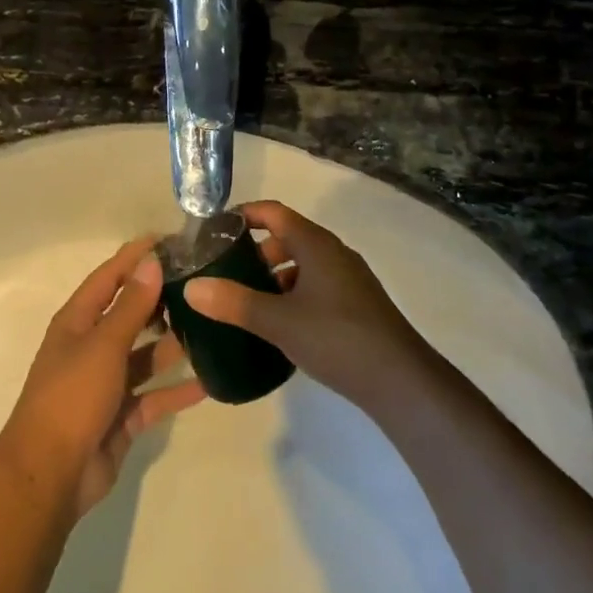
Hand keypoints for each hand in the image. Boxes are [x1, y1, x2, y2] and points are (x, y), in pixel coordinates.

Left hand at [0, 240, 204, 515]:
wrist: (49, 476)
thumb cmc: (71, 396)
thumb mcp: (103, 345)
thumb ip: (131, 305)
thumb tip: (151, 261)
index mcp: (78, 322)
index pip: (109, 278)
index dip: (135, 257)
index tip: (169, 240)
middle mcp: (91, 347)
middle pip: (130, 315)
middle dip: (160, 300)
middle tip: (201, 284)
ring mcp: (106, 384)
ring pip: (145, 356)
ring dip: (173, 344)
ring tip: (211, 327)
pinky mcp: (122, 417)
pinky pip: (155, 397)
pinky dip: (177, 391)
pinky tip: (210, 382)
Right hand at [183, 201, 432, 412]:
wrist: (401, 381)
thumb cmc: (337, 339)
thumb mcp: (279, 321)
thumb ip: (235, 302)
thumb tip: (192, 287)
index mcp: (316, 244)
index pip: (274, 212)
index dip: (244, 214)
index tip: (215, 228)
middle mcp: (334, 253)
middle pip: (288, 236)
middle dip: (257, 250)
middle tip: (227, 271)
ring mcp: (349, 279)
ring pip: (304, 264)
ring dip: (276, 275)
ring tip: (249, 302)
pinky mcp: (357, 305)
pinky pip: (317, 286)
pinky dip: (294, 294)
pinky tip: (282, 325)